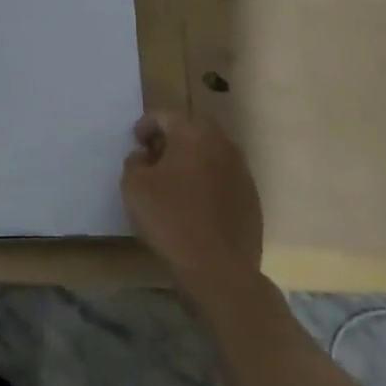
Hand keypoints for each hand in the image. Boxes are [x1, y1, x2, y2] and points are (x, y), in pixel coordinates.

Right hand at [121, 111, 263, 302]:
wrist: (219, 269)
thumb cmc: (170, 219)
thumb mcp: (134, 186)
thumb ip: (134, 162)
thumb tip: (144, 156)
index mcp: (193, 134)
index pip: (165, 115)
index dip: (146, 125)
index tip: (135, 142)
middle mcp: (222, 145)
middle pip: (192, 131)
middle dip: (171, 140)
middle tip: (153, 158)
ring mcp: (242, 172)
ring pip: (210, 154)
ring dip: (191, 161)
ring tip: (173, 183)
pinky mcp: (251, 199)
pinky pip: (223, 179)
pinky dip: (207, 183)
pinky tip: (194, 206)